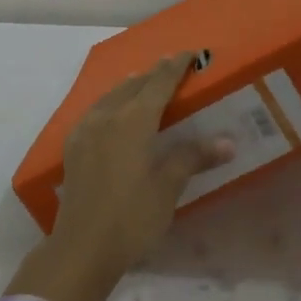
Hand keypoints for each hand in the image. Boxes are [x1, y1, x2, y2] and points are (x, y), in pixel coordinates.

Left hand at [5, 54, 235, 300]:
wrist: (82, 247)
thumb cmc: (131, 218)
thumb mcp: (168, 188)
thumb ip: (193, 158)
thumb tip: (227, 142)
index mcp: (133, 121)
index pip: (158, 84)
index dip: (174, 67)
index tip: (189, 53)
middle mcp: (106, 117)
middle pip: (132, 86)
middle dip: (153, 74)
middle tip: (171, 65)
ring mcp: (85, 131)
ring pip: (110, 96)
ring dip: (129, 86)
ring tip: (141, 81)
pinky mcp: (73, 148)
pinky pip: (94, 112)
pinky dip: (110, 103)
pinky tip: (111, 112)